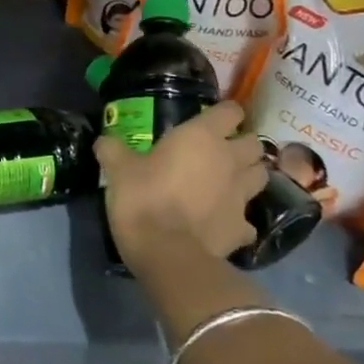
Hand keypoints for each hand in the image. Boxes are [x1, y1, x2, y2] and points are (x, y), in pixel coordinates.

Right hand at [94, 101, 266, 270]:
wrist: (166, 252)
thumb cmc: (143, 197)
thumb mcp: (117, 169)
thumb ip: (113, 150)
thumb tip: (103, 141)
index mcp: (202, 137)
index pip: (230, 111)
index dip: (222, 114)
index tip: (207, 120)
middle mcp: (230, 161)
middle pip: (253, 144)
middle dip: (240, 146)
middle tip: (217, 152)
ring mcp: (242, 196)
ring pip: (260, 176)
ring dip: (247, 176)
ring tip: (226, 182)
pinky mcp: (243, 228)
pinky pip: (247, 219)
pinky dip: (238, 218)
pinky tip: (221, 221)